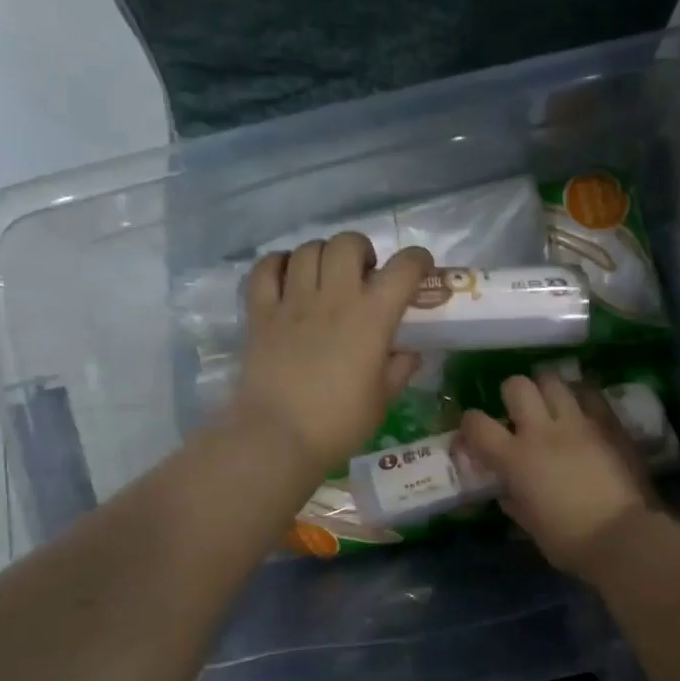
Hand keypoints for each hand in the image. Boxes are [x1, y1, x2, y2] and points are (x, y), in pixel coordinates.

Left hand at [232, 233, 433, 471]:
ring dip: (322, 256)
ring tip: (324, 277)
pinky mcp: (260, 313)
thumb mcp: (383, 399)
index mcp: (372, 317)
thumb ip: (399, 368)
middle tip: (362, 274)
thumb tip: (408, 352)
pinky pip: (265, 269)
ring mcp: (292, 302)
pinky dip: (278, 264)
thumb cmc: (339, 423)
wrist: (277, 437)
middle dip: (361, 250)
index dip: (417, 260)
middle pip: (347, 243)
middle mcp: (333, 298)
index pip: (403, 268)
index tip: (419, 268)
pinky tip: (287, 278)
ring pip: (307, 249)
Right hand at [459, 372, 655, 574]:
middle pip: (517, 385)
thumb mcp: (531, 526)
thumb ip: (515, 501)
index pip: (477, 424)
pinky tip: (582, 409)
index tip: (474, 434)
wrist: (624, 537)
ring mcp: (578, 423)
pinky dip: (580, 396)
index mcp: (515, 459)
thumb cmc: (570, 541)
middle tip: (518, 411)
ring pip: (553, 380)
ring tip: (551, 405)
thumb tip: (507, 491)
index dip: (469, 424)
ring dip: (546, 390)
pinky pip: (590, 393)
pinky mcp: (608, 423)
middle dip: (512, 393)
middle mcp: (542, 431)